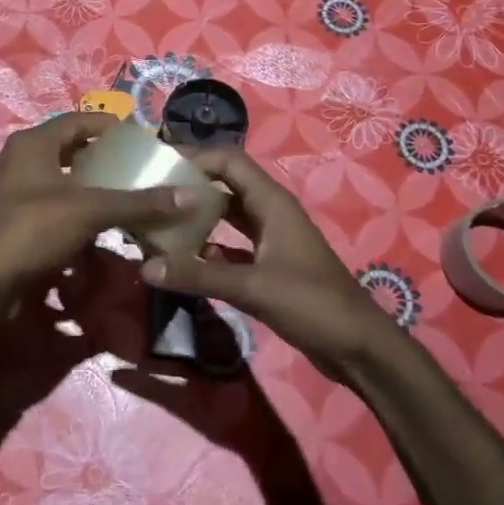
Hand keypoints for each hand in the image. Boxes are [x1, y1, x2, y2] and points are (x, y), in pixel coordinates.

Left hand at [0, 112, 197, 310]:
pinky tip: (83, 229)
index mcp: (30, 144)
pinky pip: (38, 205)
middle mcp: (12, 159)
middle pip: (61, 149)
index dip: (107, 126)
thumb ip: (138, 203)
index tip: (135, 137)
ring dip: (79, 186)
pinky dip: (63, 211)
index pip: (75, 121)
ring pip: (49, 179)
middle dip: (94, 158)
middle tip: (127, 169)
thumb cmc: (32, 231)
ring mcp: (2, 191)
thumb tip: (190, 197)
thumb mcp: (89, 212)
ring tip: (110, 198)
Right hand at [139, 147, 389, 377]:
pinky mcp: (268, 265)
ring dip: (197, 217)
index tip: (159, 164)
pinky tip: (183, 259)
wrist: (357, 347)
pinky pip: (231, 245)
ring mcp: (270, 239)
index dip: (196, 157)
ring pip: (226, 216)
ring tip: (159, 221)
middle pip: (225, 185)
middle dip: (190, 186)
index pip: (229, 161)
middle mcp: (269, 213)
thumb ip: (198, 275)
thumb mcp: (252, 287)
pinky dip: (208, 247)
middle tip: (151, 193)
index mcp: (271, 203)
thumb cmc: (312, 304)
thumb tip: (146, 266)